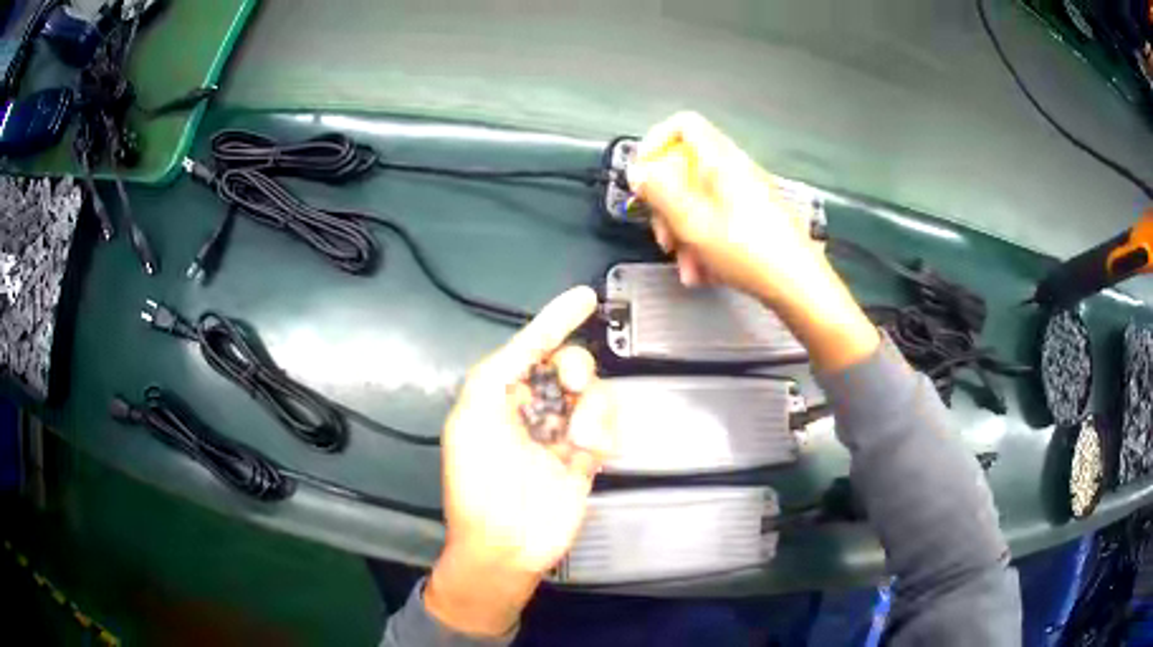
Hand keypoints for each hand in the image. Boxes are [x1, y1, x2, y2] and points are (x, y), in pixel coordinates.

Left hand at [426, 286, 615, 636]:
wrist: (506, 543)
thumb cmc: (479, 481)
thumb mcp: (471, 420)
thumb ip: (495, 375)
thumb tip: (529, 346)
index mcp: (499, 395)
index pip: (531, 346)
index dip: (556, 319)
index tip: (584, 297)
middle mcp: (532, 407)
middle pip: (569, 365)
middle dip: (576, 368)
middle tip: (572, 386)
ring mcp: (561, 432)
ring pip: (593, 394)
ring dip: (591, 410)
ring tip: (578, 442)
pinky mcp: (586, 456)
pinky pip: (607, 426)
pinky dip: (604, 432)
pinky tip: (590, 454)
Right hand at [629, 111, 826, 305]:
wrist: (799, 287)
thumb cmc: (748, 251)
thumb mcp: (694, 224)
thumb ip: (660, 192)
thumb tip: (638, 171)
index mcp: (721, 160)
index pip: (683, 125)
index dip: (656, 143)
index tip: (643, 176)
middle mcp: (736, 170)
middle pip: (686, 169)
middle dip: (667, 205)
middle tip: (664, 237)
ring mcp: (748, 195)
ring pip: (700, 200)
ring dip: (685, 234)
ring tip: (687, 268)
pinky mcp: (756, 219)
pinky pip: (719, 219)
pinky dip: (705, 243)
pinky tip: (704, 274)